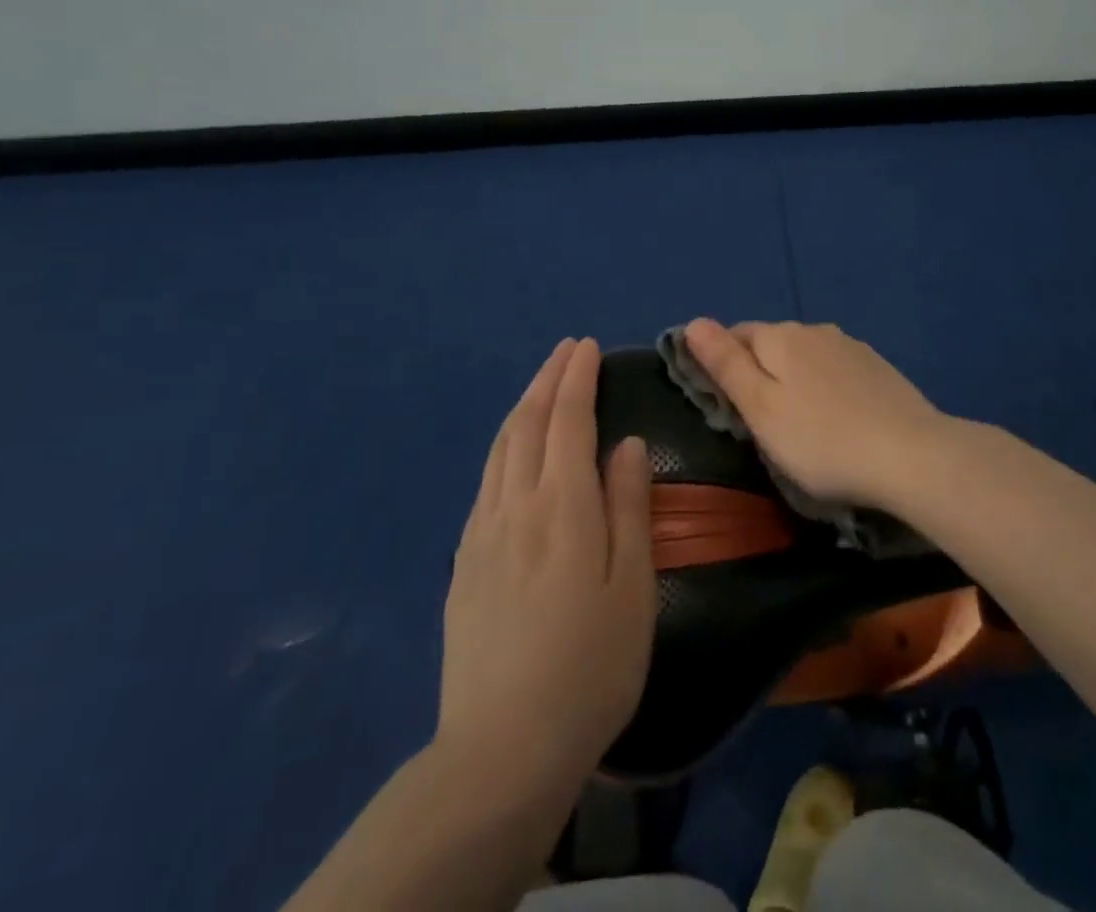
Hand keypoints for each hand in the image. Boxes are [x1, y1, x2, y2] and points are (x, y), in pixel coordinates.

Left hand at [438, 338, 654, 796]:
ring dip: (523, 405)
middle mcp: (516, 505)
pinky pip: (486, 480)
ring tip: (541, 383)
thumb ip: (628, 507)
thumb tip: (627, 444)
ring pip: (501, 448)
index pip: (568, 421)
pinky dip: (504, 445)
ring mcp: (483, 533)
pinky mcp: (464, 562)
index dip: (577, 379)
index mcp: (562, 506)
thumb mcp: (631, 587)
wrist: (502, 748)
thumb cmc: (590, 665)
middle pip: (529, 423)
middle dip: (549, 379)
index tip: (588, 347)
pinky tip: (511, 451)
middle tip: (567, 350)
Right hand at [683, 318, 952, 507]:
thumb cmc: (822, 441)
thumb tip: (693, 321)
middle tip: (758, 422)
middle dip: (758, 371)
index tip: (725, 404)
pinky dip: (824, 386)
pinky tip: (834, 417)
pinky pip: (835, 369)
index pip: (736, 335)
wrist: (912, 456)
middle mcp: (815, 330)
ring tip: (797, 423)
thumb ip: (726, 364)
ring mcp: (851, 346)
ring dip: (792, 379)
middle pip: (771, 343)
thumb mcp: (761, 409)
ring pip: (805, 356)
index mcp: (781, 337)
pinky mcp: (877, 367)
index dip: (722, 364)